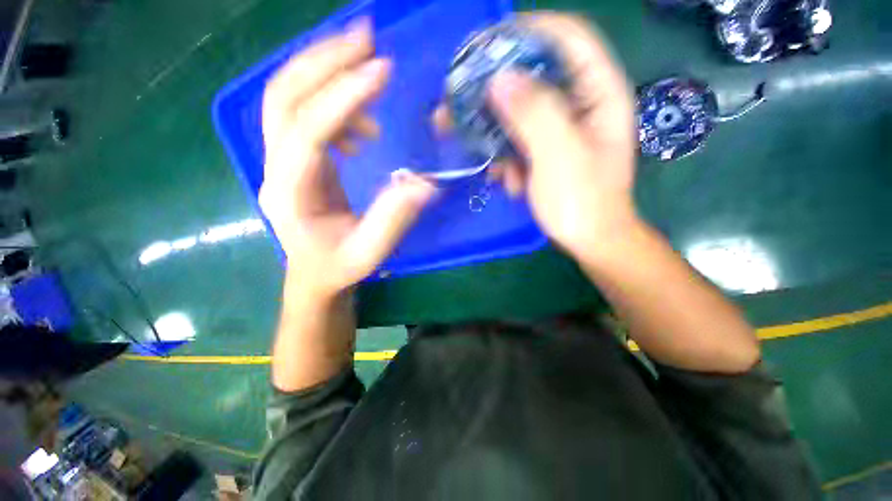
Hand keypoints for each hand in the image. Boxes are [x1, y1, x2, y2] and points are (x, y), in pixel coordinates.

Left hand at [259, 19, 435, 298]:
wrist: (315, 274)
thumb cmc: (339, 267)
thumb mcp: (369, 252)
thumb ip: (393, 219)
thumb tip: (426, 184)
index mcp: (291, 194)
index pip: (307, 132)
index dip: (343, 99)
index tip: (382, 71)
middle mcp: (276, 168)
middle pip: (283, 97)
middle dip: (323, 60)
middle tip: (366, 38)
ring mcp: (282, 160)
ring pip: (289, 97)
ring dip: (326, 71)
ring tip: (371, 70)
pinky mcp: (296, 158)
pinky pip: (307, 115)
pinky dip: (337, 104)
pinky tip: (364, 126)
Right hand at [437, 14, 637, 261]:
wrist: (589, 241)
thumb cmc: (583, 201)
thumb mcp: (560, 156)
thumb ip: (534, 114)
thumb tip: (499, 79)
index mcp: (599, 93)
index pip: (568, 37)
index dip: (529, 31)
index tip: (487, 45)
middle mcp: (580, 104)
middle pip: (536, 76)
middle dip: (497, 91)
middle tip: (462, 100)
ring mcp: (560, 129)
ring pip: (520, 113)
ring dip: (497, 136)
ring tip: (485, 160)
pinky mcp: (545, 151)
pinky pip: (517, 142)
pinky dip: (506, 160)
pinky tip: (508, 182)